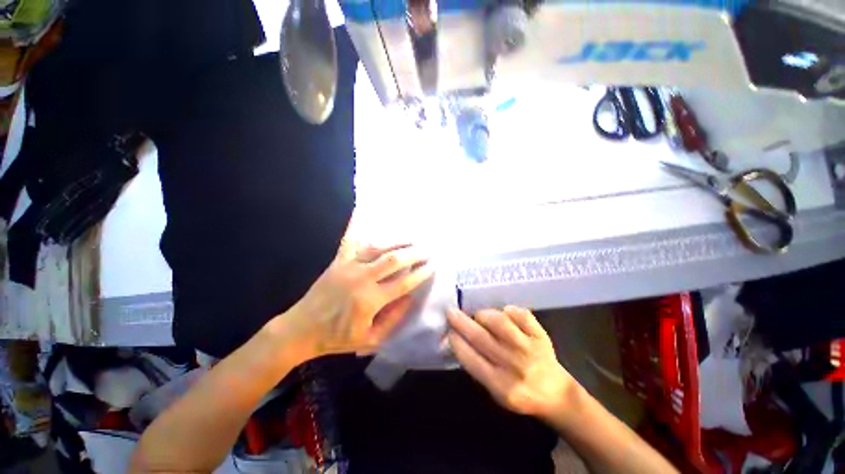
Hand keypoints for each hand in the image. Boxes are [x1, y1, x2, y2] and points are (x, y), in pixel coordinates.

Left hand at [276, 239, 433, 361]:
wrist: (301, 329)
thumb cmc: (336, 338)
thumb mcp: (370, 338)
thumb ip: (393, 318)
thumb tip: (411, 297)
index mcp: (370, 300)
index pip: (403, 283)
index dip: (421, 274)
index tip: (432, 266)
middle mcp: (361, 278)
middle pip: (393, 260)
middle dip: (414, 253)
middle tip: (427, 250)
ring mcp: (348, 266)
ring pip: (377, 248)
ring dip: (397, 242)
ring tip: (411, 239)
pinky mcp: (338, 261)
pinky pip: (352, 241)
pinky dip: (361, 229)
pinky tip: (370, 219)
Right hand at [447, 306, 575, 419]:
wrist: (556, 393)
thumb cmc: (520, 393)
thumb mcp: (495, 391)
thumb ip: (476, 366)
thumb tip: (456, 339)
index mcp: (501, 386)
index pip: (471, 359)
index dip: (456, 342)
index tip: (448, 331)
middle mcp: (515, 366)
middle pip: (481, 338)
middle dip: (461, 322)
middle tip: (451, 311)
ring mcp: (529, 348)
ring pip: (500, 323)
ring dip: (484, 315)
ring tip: (479, 316)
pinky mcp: (541, 335)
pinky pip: (520, 314)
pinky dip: (508, 310)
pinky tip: (503, 314)